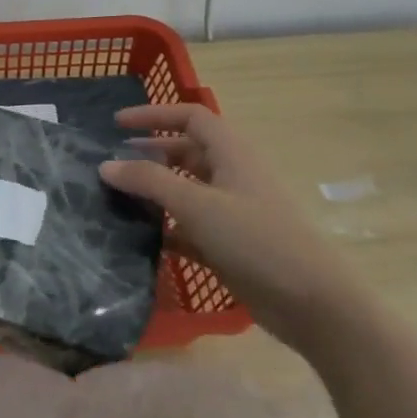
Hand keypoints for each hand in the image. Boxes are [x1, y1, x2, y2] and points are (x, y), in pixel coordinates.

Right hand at [99, 103, 367, 354]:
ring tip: (115, 200)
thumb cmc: (256, 240)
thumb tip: (105, 165)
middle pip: (185, 152)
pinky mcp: (229, 244)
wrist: (312, 302)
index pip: (191, 117)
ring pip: (185, 190)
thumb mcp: (197, 205)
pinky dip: (165, 227)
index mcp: (232, 154)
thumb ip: (148, 181)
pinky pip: (188, 226)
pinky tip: (138, 237)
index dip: (154, 115)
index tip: (116, 124)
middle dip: (148, 154)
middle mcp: (232, 176)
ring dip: (153, 192)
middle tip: (110, 165)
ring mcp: (232, 212)